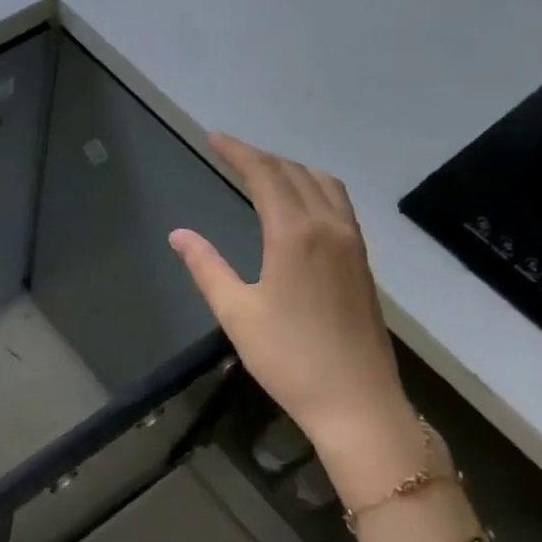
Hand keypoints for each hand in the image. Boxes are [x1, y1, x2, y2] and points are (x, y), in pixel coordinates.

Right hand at [169, 134, 418, 486]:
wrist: (357, 402)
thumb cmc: (289, 359)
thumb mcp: (236, 313)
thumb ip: (206, 266)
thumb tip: (179, 234)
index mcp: (295, 234)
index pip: (265, 175)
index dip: (238, 152)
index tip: (213, 138)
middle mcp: (329, 227)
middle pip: (294, 173)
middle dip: (260, 157)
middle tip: (229, 153)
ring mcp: (352, 244)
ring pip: (324, 184)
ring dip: (291, 169)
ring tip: (263, 173)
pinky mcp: (363, 262)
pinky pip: (339, 204)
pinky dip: (314, 188)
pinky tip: (300, 205)